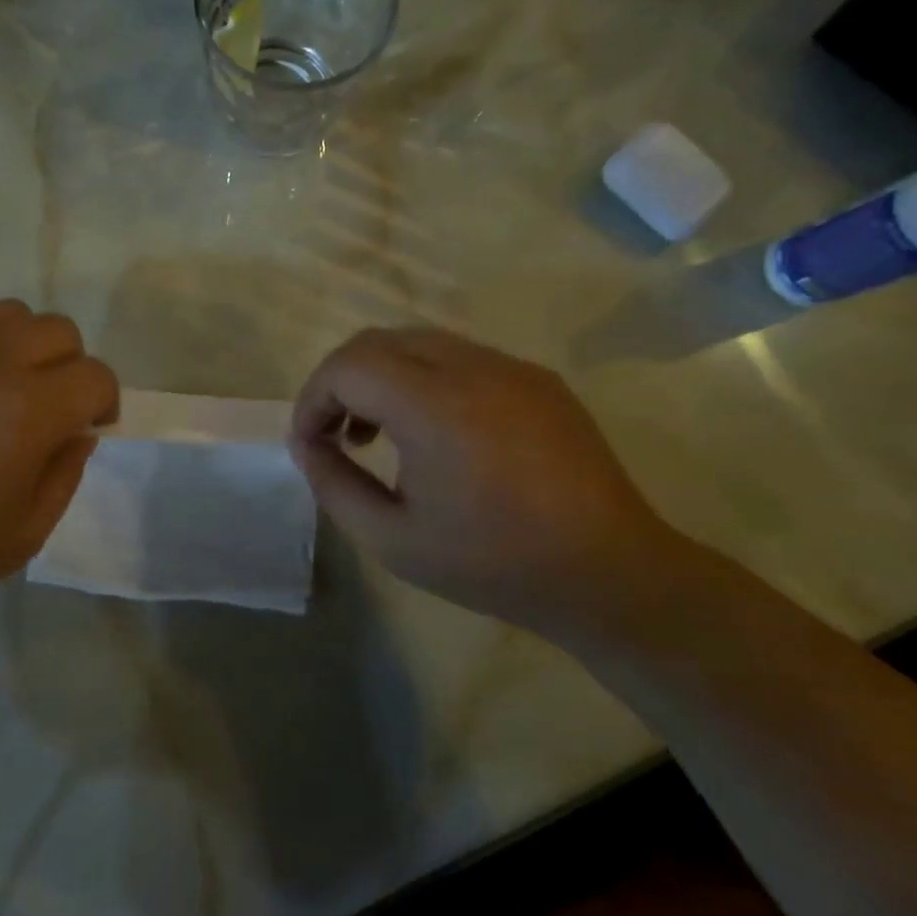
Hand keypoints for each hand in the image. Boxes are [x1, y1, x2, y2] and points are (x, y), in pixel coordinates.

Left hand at [0, 299, 118, 592]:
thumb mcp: (21, 536)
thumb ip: (65, 479)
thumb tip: (79, 433)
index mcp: (29, 411)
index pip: (96, 376)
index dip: (103, 402)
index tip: (86, 426)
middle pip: (61, 331)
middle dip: (68, 367)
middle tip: (43, 405)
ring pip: (11, 312)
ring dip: (21, 345)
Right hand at [289, 328, 685, 638]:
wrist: (610, 574)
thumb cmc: (493, 564)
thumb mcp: (392, 539)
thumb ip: (333, 485)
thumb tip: (306, 444)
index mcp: (434, 407)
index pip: (347, 366)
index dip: (312, 399)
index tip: (309, 443)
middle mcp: (472, 368)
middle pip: (377, 341)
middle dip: (340, 381)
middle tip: (336, 434)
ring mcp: (510, 367)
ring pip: (417, 341)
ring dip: (381, 376)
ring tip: (379, 433)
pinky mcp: (537, 378)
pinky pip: (460, 357)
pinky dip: (424, 378)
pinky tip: (435, 431)